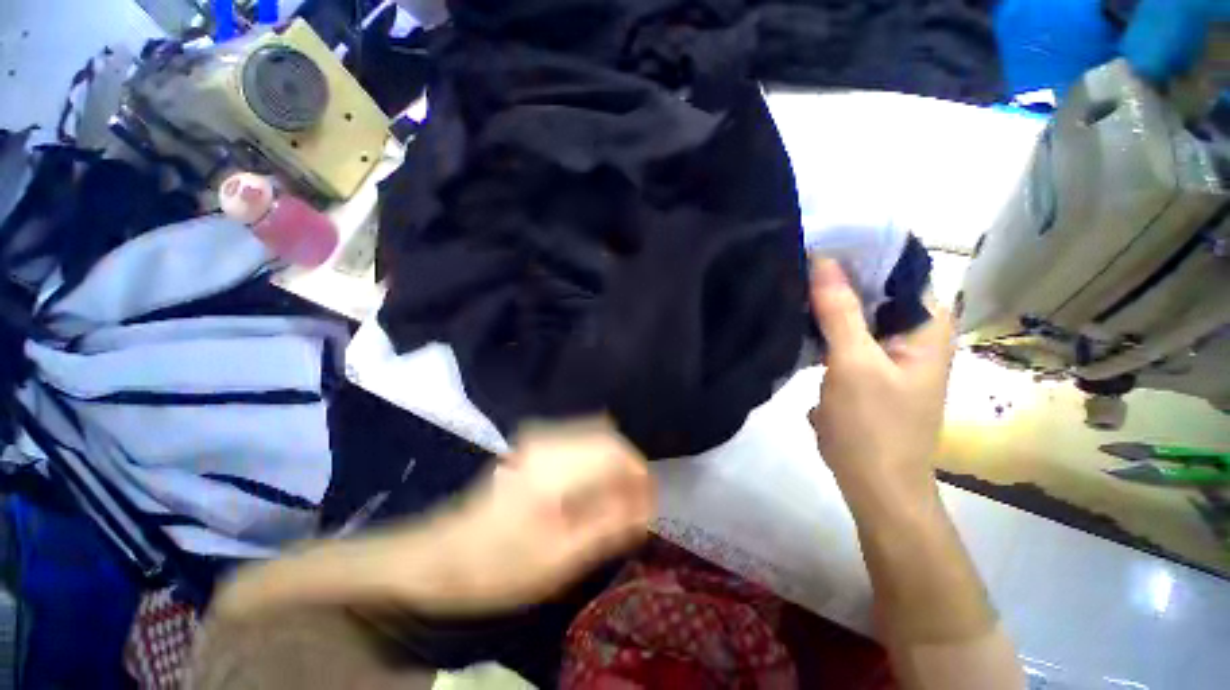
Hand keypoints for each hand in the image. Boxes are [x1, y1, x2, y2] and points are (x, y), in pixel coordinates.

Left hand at [404, 419, 654, 614]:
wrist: (443, 554)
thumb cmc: (500, 565)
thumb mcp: (561, 558)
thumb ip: (609, 526)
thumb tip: (647, 506)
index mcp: (553, 468)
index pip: (614, 451)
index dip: (640, 473)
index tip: (652, 502)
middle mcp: (548, 439)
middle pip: (608, 436)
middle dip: (629, 466)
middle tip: (638, 502)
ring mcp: (539, 436)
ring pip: (596, 434)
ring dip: (614, 462)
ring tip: (620, 496)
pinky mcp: (535, 441)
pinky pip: (581, 439)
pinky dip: (597, 459)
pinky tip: (595, 486)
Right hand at [807, 258, 954, 511]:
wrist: (874, 483)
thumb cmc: (873, 425)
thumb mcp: (854, 363)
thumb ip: (840, 311)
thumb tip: (822, 260)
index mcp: (926, 325)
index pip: (900, 268)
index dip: (863, 250)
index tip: (822, 238)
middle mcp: (914, 332)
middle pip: (876, 289)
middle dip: (840, 275)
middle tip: (798, 258)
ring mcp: (890, 351)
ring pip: (858, 312)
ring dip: (829, 301)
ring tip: (793, 281)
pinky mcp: (867, 367)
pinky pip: (847, 334)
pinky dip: (825, 324)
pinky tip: (798, 316)